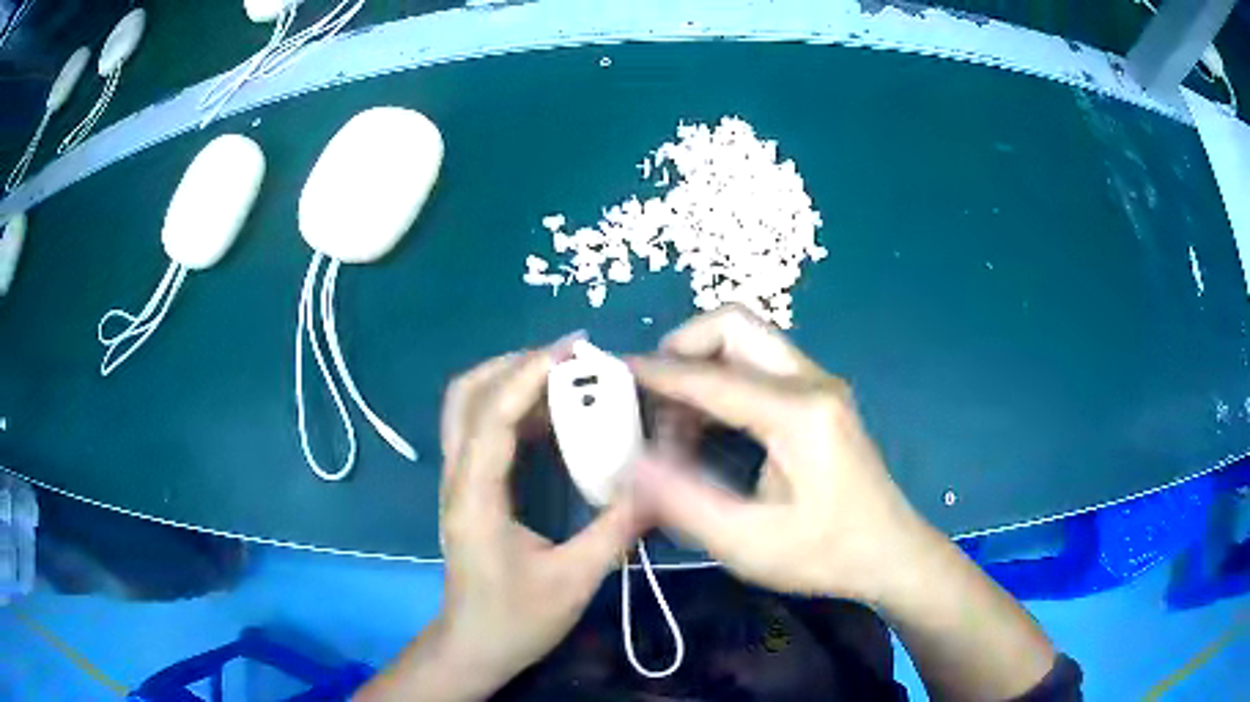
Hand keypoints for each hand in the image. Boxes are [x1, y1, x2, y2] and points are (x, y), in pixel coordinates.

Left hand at [365, 346, 645, 700]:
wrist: (474, 646)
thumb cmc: (517, 620)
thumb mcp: (575, 580)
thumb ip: (617, 530)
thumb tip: (660, 487)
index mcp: (477, 497)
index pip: (492, 417)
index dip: (528, 375)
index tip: (574, 351)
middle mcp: (457, 479)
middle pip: (466, 396)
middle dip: (513, 365)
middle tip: (570, 359)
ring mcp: (458, 482)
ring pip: (468, 408)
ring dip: (510, 381)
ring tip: (565, 377)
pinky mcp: (468, 490)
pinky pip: (481, 431)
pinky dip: (512, 408)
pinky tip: (552, 417)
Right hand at [630, 305, 932, 602]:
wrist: (891, 553)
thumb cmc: (825, 553)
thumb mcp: (748, 542)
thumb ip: (684, 500)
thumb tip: (629, 462)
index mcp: (799, 413)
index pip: (711, 376)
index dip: (655, 374)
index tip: (609, 374)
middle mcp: (812, 381)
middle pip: (735, 325)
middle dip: (682, 347)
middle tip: (649, 393)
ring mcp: (820, 384)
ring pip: (747, 340)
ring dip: (702, 366)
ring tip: (675, 424)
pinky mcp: (820, 397)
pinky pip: (760, 365)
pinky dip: (723, 382)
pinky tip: (707, 428)